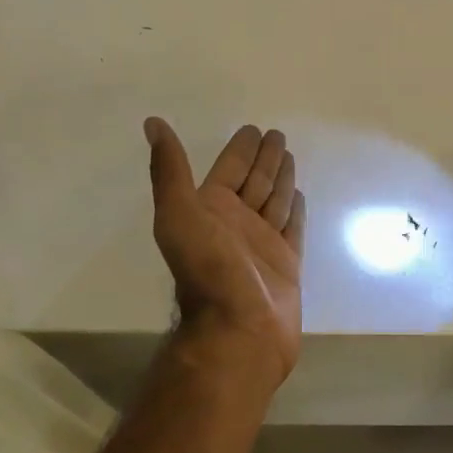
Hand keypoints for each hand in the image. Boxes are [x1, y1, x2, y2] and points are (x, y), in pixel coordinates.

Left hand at [144, 118, 306, 385]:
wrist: (239, 329)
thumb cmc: (208, 270)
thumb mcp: (179, 214)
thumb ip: (169, 170)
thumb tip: (152, 123)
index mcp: (210, 209)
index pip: (228, 169)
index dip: (240, 149)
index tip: (253, 129)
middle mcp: (235, 223)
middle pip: (254, 181)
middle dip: (264, 158)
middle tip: (277, 135)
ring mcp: (262, 243)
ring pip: (274, 200)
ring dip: (281, 178)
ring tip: (290, 156)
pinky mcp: (286, 262)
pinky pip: (292, 227)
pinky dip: (295, 210)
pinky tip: (299, 194)